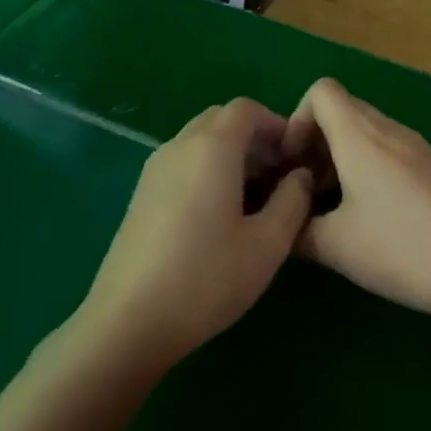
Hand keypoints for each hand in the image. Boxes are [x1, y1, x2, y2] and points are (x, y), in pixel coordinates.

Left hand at [81, 98, 315, 370]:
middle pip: (220, 120)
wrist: (129, 321)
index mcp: (212, 148)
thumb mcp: (268, 243)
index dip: (276, 125)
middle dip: (252, 137)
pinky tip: (217, 216)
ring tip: (251, 199)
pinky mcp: (140, 194)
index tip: (294, 158)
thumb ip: (293, 200)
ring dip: (229, 154)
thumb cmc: (207, 278)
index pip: (247, 109)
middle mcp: (179, 146)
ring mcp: (154, 169)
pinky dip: (206, 170)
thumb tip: (301, 175)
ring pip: (198, 141)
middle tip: (276, 177)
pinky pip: (181, 162)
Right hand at [283, 79, 430, 314]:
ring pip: (364, 131)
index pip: (321, 91)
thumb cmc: (401, 248)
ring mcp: (414, 146)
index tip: (293, 166)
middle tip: (304, 190)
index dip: (296, 121)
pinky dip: (365, 167)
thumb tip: (282, 224)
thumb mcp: (335, 246)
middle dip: (314, 143)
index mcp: (360, 136)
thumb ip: (296, 229)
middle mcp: (388, 129)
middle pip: (341, 110)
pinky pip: (386, 149)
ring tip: (331, 206)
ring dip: (339, 157)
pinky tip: (366, 214)